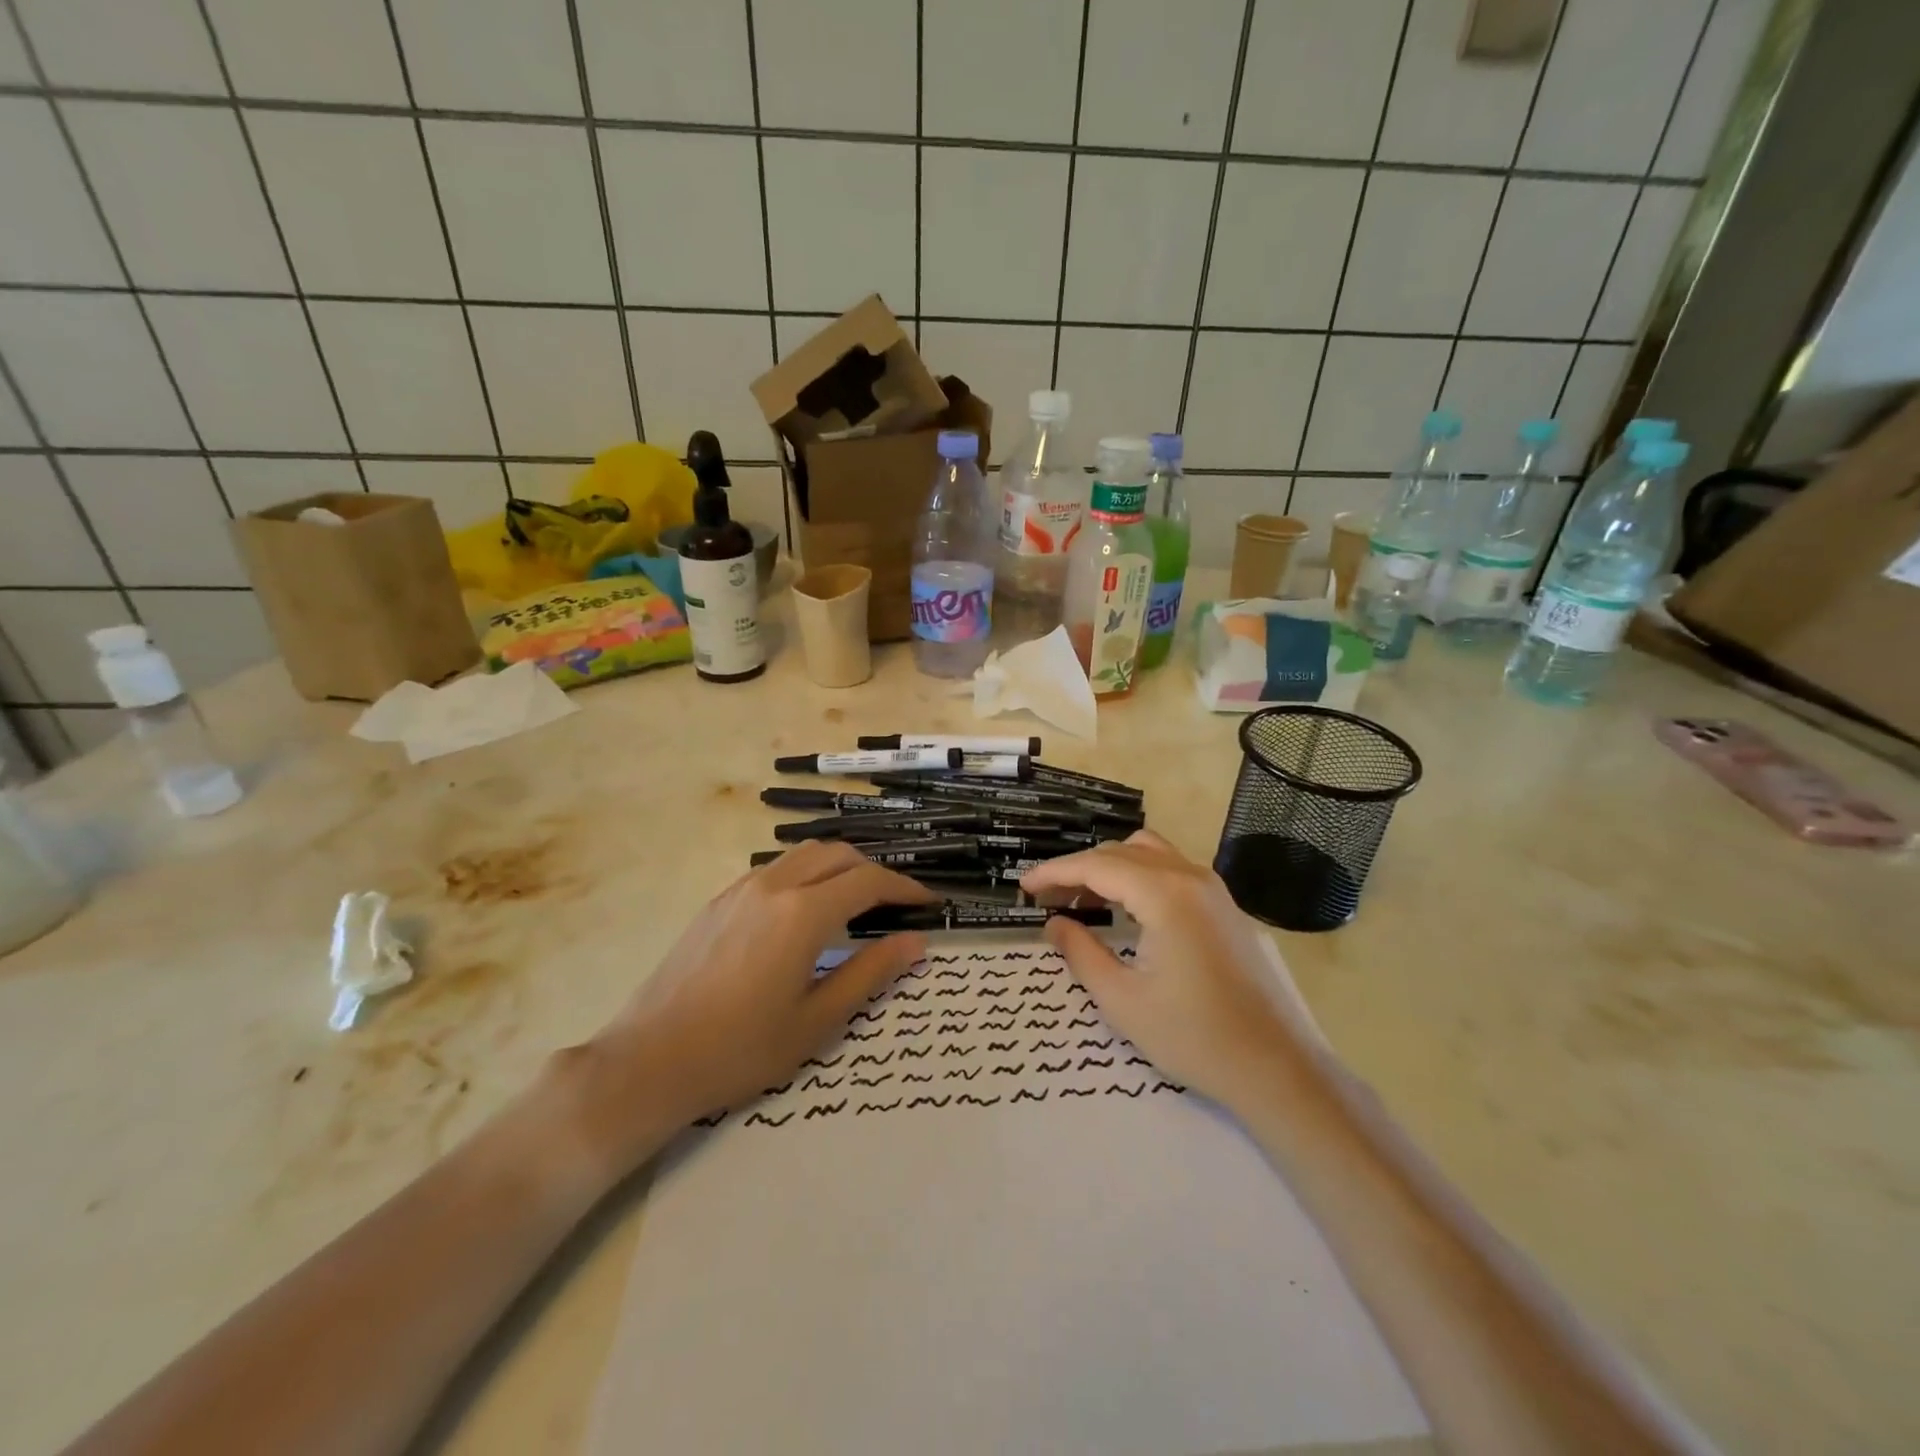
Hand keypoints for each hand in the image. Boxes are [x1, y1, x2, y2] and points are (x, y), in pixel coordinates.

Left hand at [579, 843, 934, 1167]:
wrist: (650, 1060)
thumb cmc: (740, 1049)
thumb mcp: (816, 1020)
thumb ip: (869, 973)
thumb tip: (915, 942)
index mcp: (803, 914)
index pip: (868, 881)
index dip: (904, 887)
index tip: (927, 902)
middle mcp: (774, 887)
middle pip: (837, 854)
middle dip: (873, 871)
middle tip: (894, 904)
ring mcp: (741, 889)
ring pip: (804, 855)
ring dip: (838, 867)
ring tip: (855, 903)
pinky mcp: (719, 901)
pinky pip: (775, 870)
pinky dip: (806, 875)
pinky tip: (805, 913)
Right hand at [1021, 832, 1314, 1111]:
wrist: (1275, 1066)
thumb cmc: (1193, 1036)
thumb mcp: (1122, 999)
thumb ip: (1081, 953)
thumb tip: (1053, 923)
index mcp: (1165, 894)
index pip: (1097, 866)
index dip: (1055, 873)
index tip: (1024, 887)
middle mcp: (1190, 876)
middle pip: (1121, 853)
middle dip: (1079, 870)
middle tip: (1047, 899)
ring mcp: (1212, 888)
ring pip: (1148, 853)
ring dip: (1109, 867)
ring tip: (1081, 899)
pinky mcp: (1223, 905)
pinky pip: (1170, 869)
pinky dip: (1137, 876)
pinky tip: (1123, 908)